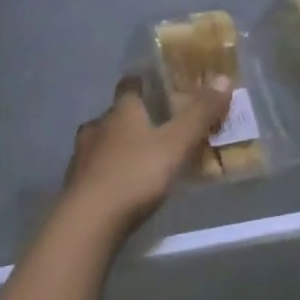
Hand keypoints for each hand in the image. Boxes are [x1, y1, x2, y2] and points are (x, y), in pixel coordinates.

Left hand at [60, 77, 231, 233]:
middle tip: (159, 127)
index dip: (143, 82)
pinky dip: (111, 171)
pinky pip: (96, 169)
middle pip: (116, 114)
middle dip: (135, 118)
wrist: (89, 221)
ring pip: (103, 142)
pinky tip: (124, 185)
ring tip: (143, 158)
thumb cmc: (135, 175)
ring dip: (120, 146)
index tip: (158, 84)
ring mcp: (81, 156)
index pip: (129, 84)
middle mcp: (97, 126)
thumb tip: (223, 78)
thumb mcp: (176, 144)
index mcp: (120, 111)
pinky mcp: (76, 184)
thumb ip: (199, 114)